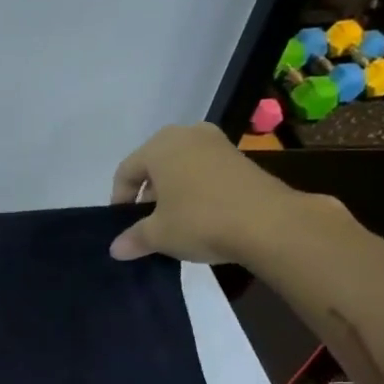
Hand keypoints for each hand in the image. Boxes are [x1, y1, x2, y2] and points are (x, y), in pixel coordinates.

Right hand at [108, 124, 319, 264]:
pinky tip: (199, 215)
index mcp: (160, 146)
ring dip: (171, 191)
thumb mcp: (158, 235)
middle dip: (147, 193)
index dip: (119, 200)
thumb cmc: (200, 221)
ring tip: (173, 220)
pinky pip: (204, 170)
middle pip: (154, 164)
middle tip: (146, 222)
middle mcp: (187, 134)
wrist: (267, 223)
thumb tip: (116, 249)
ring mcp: (216, 142)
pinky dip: (194, 189)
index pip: (126, 171)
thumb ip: (133, 238)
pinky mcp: (239, 157)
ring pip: (180, 166)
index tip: (123, 226)